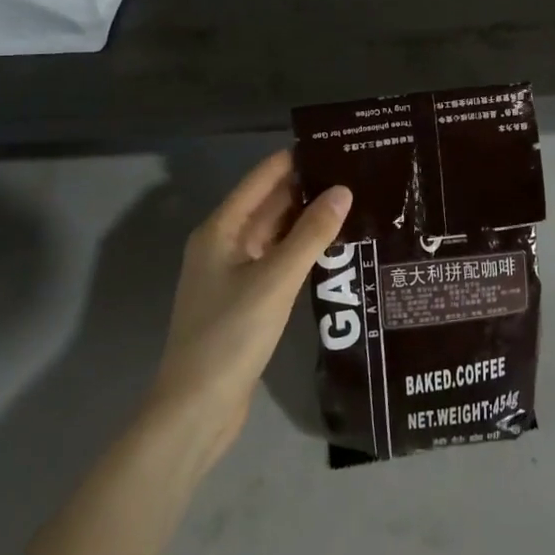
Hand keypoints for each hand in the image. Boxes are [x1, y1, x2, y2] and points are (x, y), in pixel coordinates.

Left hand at [148, 151, 350, 458]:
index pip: (263, 178)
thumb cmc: (231, 335)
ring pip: (275, 233)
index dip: (296, 159)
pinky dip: (301, 250)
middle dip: (308, 188)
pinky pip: (276, 260)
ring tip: (355, 203)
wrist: (196, 409)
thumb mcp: (276, 280)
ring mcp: (232, 273)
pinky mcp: (244, 299)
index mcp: (221, 230)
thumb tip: (343, 190)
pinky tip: (334, 247)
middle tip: (357, 174)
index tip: (337, 145)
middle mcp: (223, 244)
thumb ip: (311, 234)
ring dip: (308, 220)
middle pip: (269, 204)